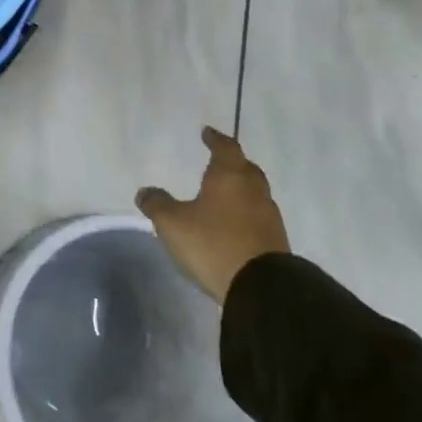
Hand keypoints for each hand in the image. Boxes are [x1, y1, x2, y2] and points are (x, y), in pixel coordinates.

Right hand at [136, 126, 289, 301]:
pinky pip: (258, 216)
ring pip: (254, 192)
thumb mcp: (173, 223)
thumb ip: (157, 204)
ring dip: (241, 189)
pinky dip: (246, 212)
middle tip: (218, 161)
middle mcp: (253, 190)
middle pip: (245, 168)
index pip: (225, 148)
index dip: (215, 139)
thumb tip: (145, 191)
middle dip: (232, 162)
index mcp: (229, 176)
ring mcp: (268, 216)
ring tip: (224, 194)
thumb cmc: (213, 244)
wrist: (262, 288)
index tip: (207, 132)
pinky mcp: (276, 240)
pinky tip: (234, 223)